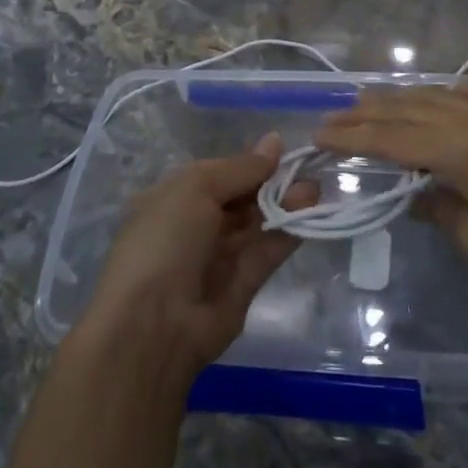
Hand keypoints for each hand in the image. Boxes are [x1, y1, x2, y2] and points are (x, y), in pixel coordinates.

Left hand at [77, 135, 316, 380]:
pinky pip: (266, 252)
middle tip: (306, 169)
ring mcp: (218, 256)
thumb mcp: (196, 189)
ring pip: (256, 223)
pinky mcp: (242, 285)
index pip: (218, 173)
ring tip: (314, 188)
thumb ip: (240, 168)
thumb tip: (274, 141)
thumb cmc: (165, 240)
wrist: (153, 325)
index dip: (249, 162)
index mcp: (173, 198)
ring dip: (284, 204)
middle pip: (240, 197)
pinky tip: (310, 213)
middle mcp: (194, 225)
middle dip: (271, 182)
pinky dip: (287, 233)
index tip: (283, 150)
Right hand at [316, 77, 467, 298]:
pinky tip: (448, 93)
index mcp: (458, 150)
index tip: (320, 134)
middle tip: (333, 117)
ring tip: (371, 99)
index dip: (352, 137)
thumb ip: (439, 210)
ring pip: (438, 96)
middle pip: (408, 111)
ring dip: (401, 97)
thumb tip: (415, 195)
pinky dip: (456, 89)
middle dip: (367, 114)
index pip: (391, 139)